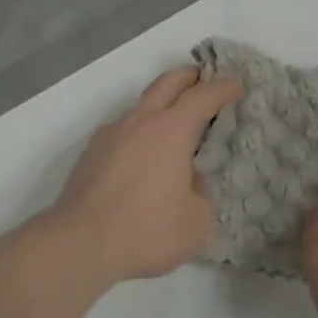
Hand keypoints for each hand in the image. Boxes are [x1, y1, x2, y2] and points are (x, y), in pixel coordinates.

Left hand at [49, 66, 242, 286]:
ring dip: (161, 103)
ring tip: (174, 122)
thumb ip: (202, 194)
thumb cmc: (146, 229)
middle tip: (203, 77)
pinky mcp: (93, 150)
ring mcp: (112, 132)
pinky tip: (143, 154)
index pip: (201, 97)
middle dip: (188, 76)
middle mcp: (140, 120)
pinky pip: (123, 128)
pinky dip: (140, 130)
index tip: (237, 84)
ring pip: (141, 104)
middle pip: (166, 83)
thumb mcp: (196, 222)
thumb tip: (190, 181)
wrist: (81, 240)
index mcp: (170, 130)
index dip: (222, 88)